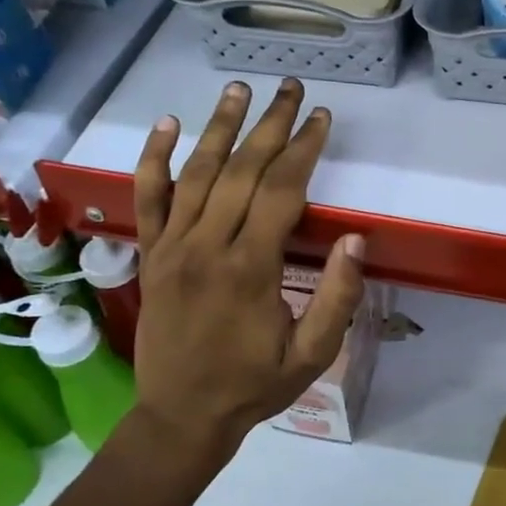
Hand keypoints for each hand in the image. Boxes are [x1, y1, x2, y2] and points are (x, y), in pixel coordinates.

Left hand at [124, 79, 365, 471]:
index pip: (281, 191)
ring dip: (220, 126)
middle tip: (291, 88)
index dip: (304, 149)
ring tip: (240, 89)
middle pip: (241, 169)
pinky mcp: (151, 254)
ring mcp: (172, 247)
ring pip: (197, 173)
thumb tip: (356, 241)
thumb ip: (337, 299)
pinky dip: (155, 158)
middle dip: (271, 124)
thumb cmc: (253, 385)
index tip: (322, 118)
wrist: (180, 416)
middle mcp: (207, 246)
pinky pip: (148, 198)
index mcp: (249, 269)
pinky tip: (168, 124)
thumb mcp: (311, 355)